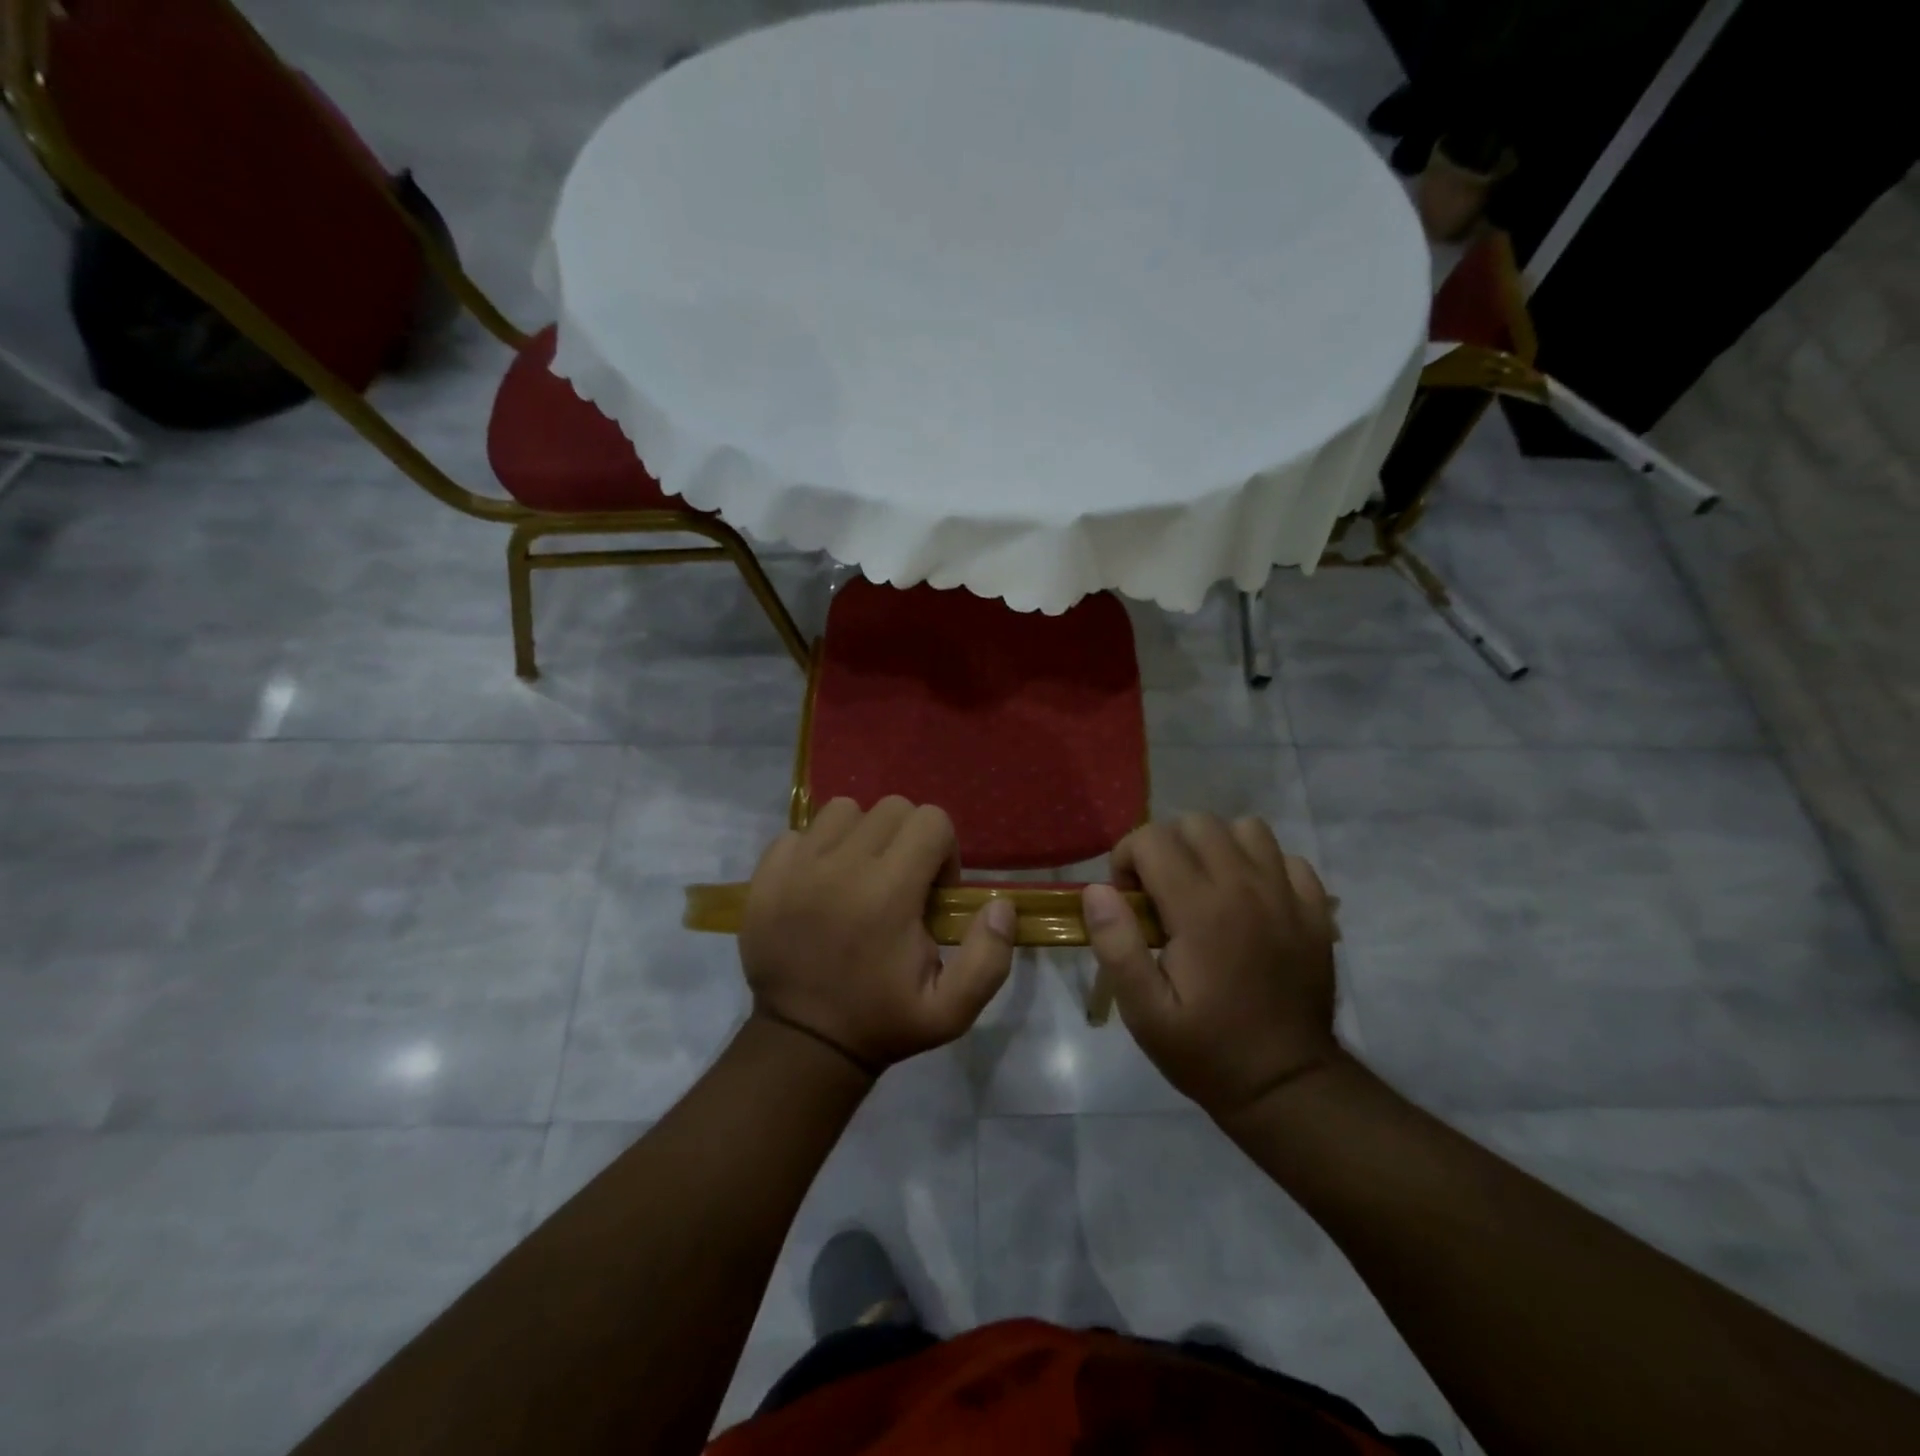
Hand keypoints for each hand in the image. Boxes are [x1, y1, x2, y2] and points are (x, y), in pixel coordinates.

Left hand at [740, 797, 1015, 1074]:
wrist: (803, 1042)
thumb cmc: (882, 1022)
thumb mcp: (952, 1010)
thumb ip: (989, 956)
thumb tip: (1001, 904)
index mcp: (889, 893)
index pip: (932, 820)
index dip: (944, 851)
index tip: (933, 891)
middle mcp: (842, 866)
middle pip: (891, 808)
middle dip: (908, 838)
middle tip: (901, 883)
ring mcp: (797, 866)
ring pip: (843, 810)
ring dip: (862, 835)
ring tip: (860, 877)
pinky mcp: (767, 873)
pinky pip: (799, 832)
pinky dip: (817, 848)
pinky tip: (821, 884)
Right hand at [1082, 814, 1339, 1118]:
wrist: (1286, 1084)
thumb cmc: (1206, 1050)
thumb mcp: (1144, 1012)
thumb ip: (1117, 946)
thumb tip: (1097, 890)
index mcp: (1200, 910)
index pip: (1152, 839)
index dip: (1126, 859)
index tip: (1127, 900)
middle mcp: (1246, 887)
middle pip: (1197, 823)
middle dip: (1165, 846)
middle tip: (1160, 893)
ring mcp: (1287, 895)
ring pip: (1245, 829)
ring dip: (1215, 847)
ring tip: (1204, 887)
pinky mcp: (1315, 910)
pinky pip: (1287, 857)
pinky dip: (1262, 865)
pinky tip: (1250, 900)